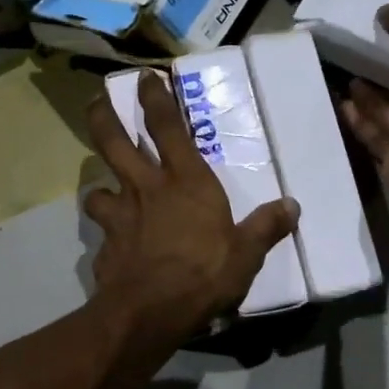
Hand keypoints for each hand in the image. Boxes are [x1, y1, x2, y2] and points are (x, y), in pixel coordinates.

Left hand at [84, 71, 298, 333]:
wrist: (151, 311)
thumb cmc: (204, 273)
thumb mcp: (246, 253)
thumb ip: (266, 227)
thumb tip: (292, 206)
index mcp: (186, 182)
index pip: (167, 128)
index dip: (155, 98)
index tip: (145, 77)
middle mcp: (146, 189)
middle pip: (114, 141)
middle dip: (104, 117)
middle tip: (97, 101)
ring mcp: (120, 216)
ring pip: (98, 188)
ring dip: (100, 186)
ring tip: (105, 192)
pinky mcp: (105, 246)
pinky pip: (102, 231)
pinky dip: (107, 233)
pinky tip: (114, 245)